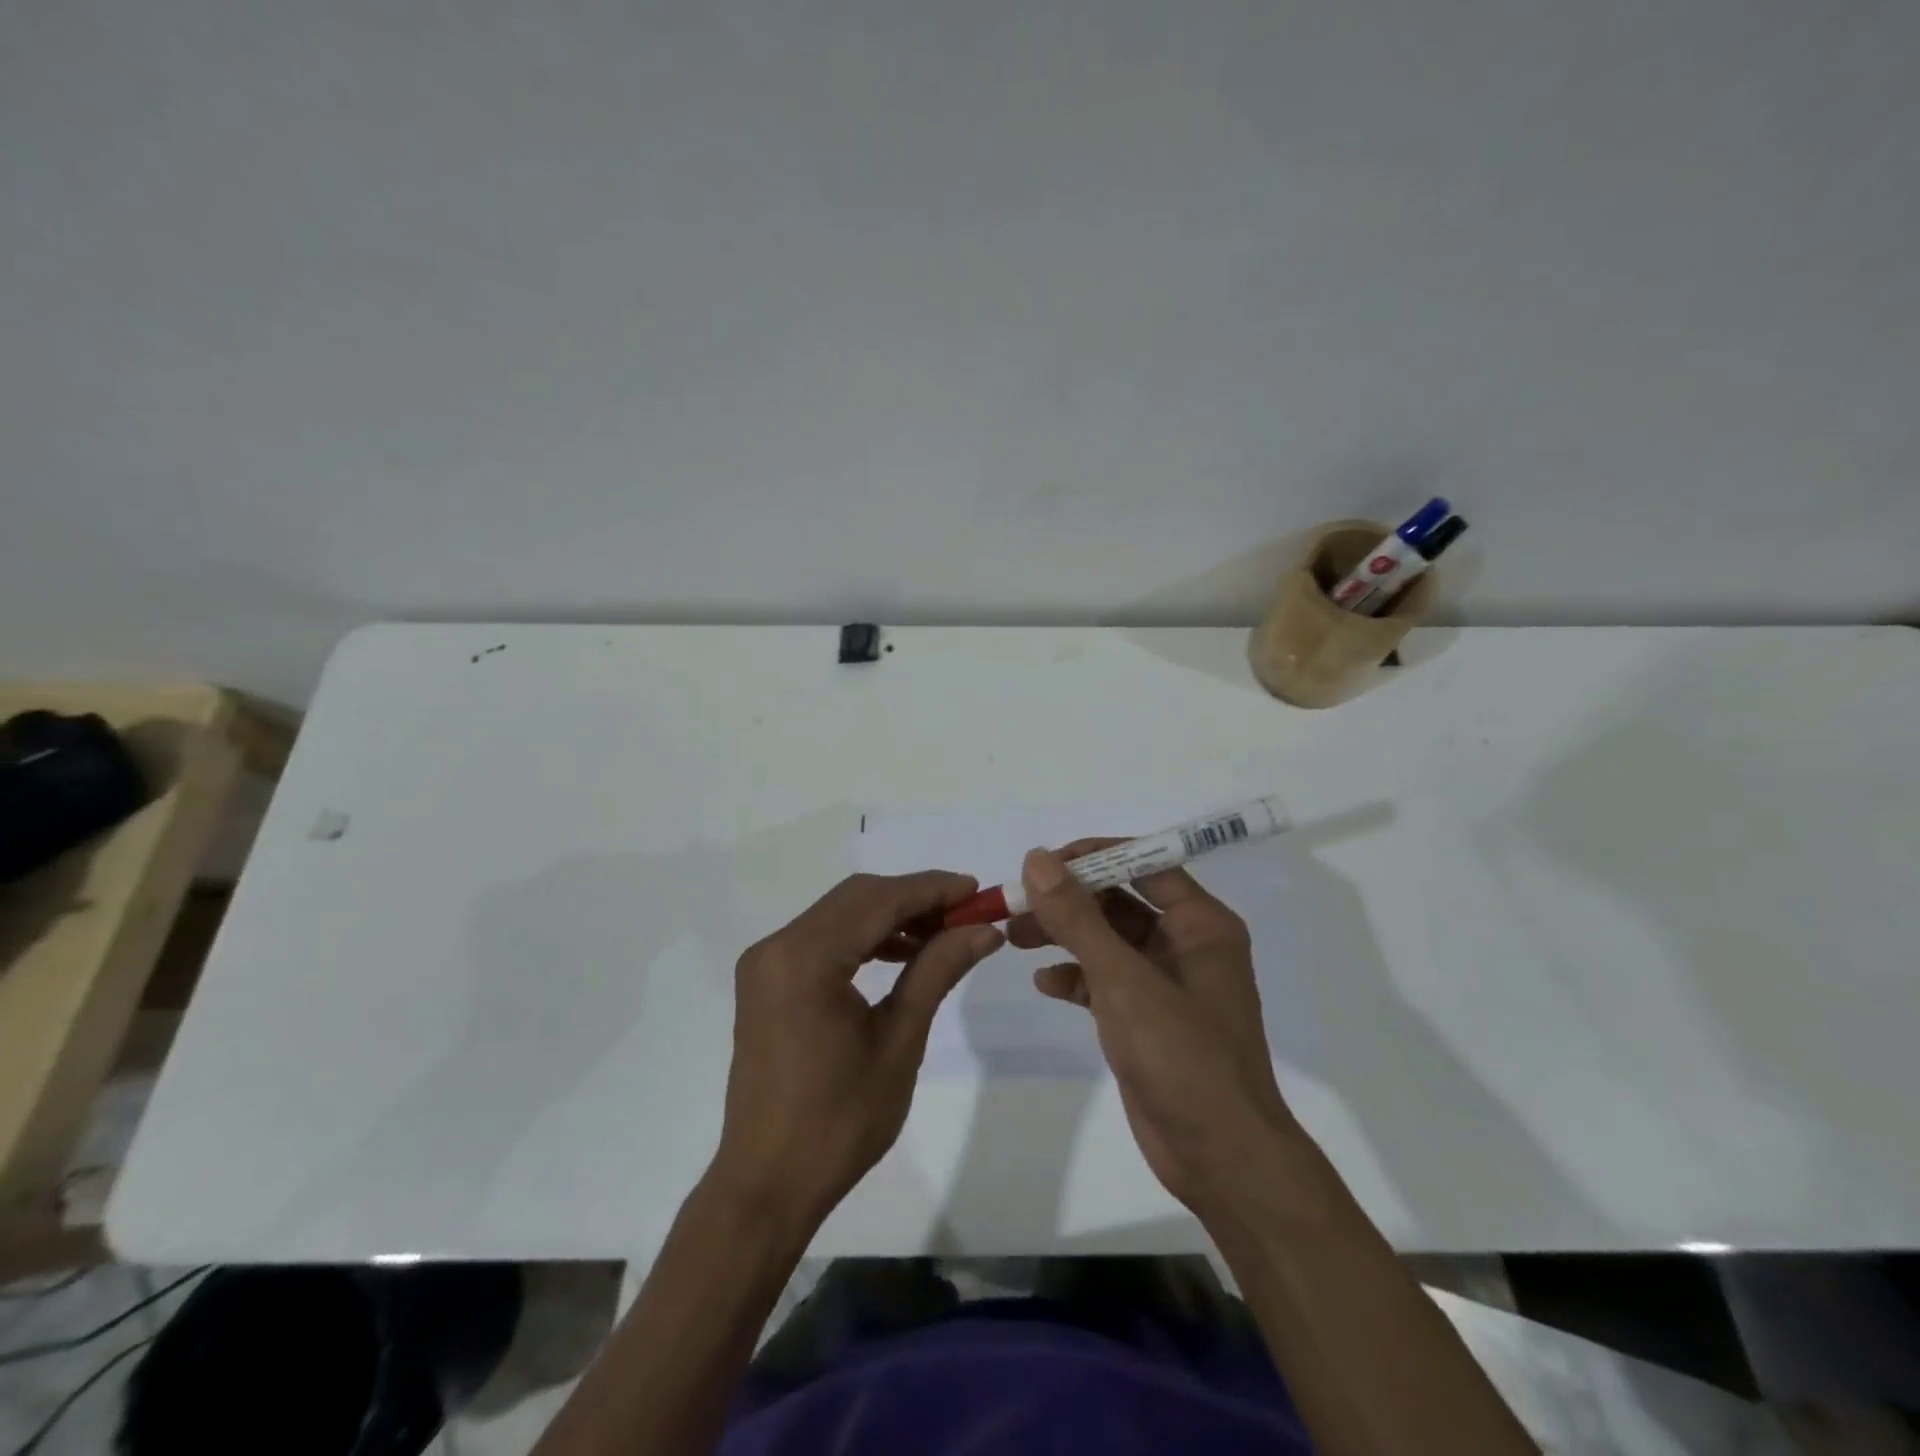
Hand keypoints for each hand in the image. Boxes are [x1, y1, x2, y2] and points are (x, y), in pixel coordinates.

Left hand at [709, 871, 1003, 1228]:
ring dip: (890, 917)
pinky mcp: (767, 981)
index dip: (931, 889)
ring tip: (942, 935)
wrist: (768, 1184)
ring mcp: (766, 963)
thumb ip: (938, 970)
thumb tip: (985, 930)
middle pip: (857, 898)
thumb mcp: (900, 1041)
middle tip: (966, 914)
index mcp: (805, 958)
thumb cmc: (840, 1120)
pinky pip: (823, 939)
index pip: (878, 900)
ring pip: (840, 915)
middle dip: (914, 899)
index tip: (978, 890)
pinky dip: (863, 938)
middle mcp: (777, 946)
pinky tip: (901, 954)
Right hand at [1011, 843, 1294, 1219]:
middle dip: (1068, 900)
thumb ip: (1079, 918)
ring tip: (1014, 936)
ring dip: (1063, 935)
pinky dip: (1075, 977)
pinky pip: (1104, 980)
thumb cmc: (1183, 1057)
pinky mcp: (1146, 1017)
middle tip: (1017, 902)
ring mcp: (1165, 983)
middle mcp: (1185, 944)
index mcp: (1200, 924)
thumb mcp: (1124, 981)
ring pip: (1106, 941)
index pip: (1143, 864)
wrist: (1220, 1158)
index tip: (1043, 862)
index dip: (1093, 857)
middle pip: (1119, 901)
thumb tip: (1037, 859)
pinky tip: (1045, 983)